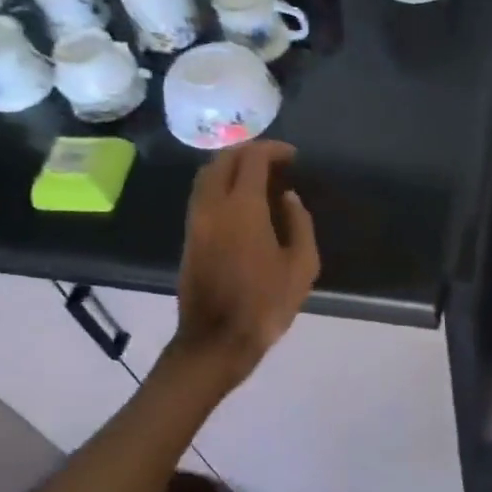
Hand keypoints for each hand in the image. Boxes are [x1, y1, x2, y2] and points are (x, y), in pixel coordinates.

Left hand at [172, 141, 319, 385]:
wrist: (216, 341)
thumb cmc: (265, 304)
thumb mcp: (302, 266)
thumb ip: (299, 223)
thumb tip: (288, 198)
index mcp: (243, 207)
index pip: (252, 159)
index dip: (273, 150)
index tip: (293, 157)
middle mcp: (213, 205)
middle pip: (223, 160)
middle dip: (250, 152)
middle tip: (275, 162)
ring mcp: (196, 221)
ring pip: (207, 176)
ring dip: (232, 167)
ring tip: (259, 178)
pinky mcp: (189, 237)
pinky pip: (202, 195)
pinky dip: (221, 185)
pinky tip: (242, 201)